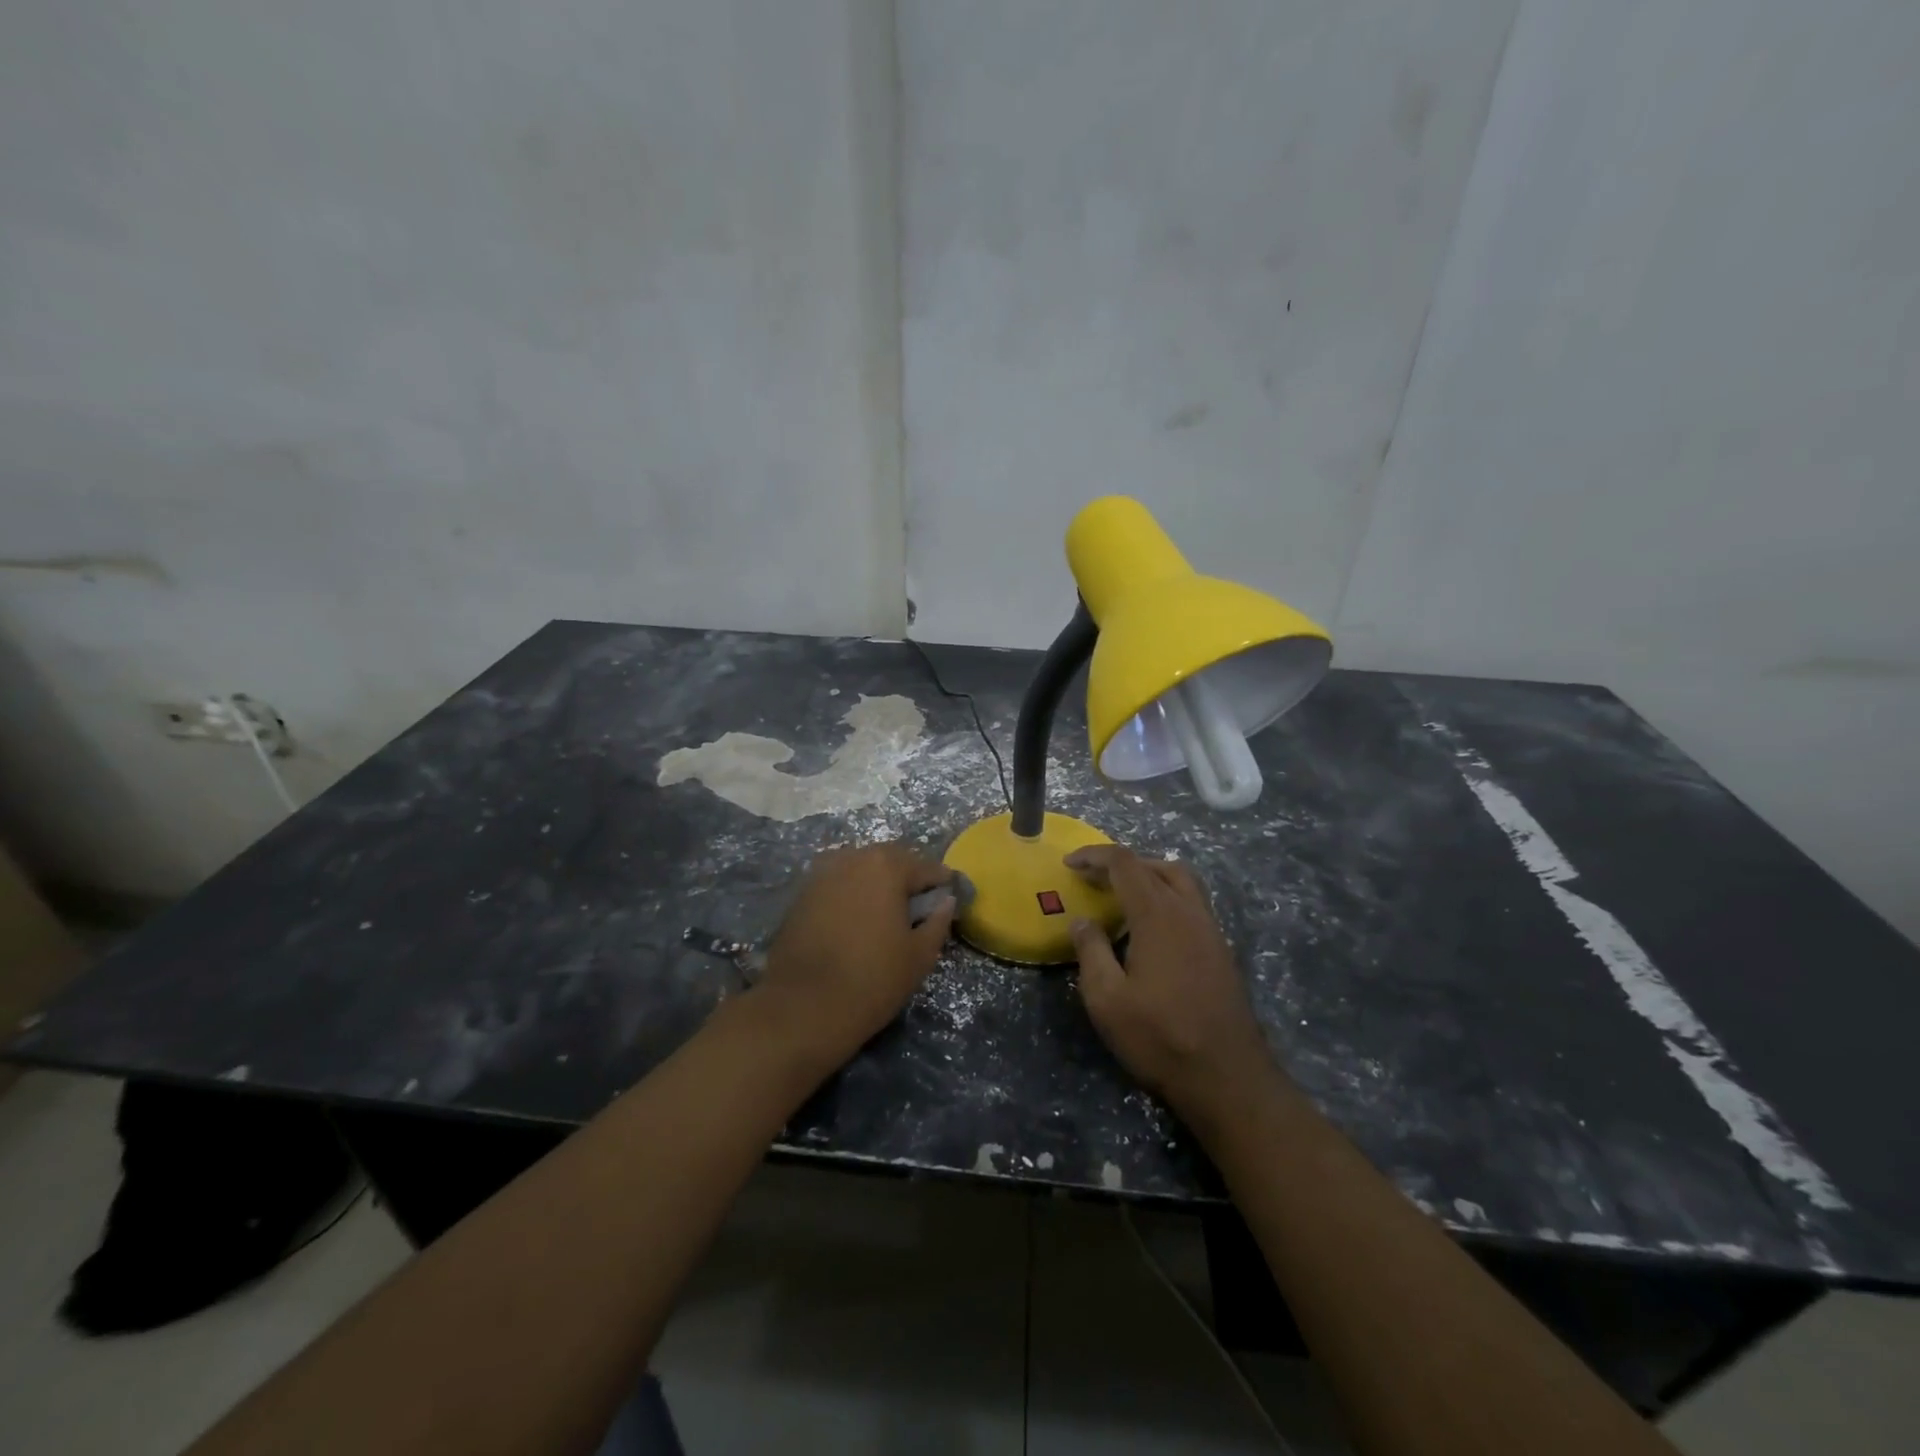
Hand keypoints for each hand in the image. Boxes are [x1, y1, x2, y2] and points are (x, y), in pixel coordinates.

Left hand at [757, 842, 954, 1064]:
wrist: (801, 1006)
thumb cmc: (872, 979)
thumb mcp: (920, 955)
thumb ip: (938, 921)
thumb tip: (945, 901)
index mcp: (886, 865)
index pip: (927, 867)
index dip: (942, 884)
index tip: (951, 900)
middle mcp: (853, 858)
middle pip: (891, 861)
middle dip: (908, 879)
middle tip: (919, 909)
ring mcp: (822, 873)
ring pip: (861, 870)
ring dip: (877, 884)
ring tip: (886, 915)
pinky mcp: (801, 894)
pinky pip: (838, 884)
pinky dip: (852, 895)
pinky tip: (857, 921)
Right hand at [1065, 845, 1283, 1125]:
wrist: (1228, 1078)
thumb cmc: (1160, 1037)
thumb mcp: (1107, 999)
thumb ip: (1091, 951)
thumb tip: (1083, 921)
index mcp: (1158, 914)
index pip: (1125, 864)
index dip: (1095, 856)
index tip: (1069, 863)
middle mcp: (1189, 912)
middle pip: (1157, 866)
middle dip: (1123, 864)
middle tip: (1094, 879)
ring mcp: (1211, 931)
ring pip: (1182, 882)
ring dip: (1150, 877)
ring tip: (1122, 897)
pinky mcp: (1222, 951)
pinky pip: (1193, 904)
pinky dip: (1167, 898)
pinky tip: (1150, 929)